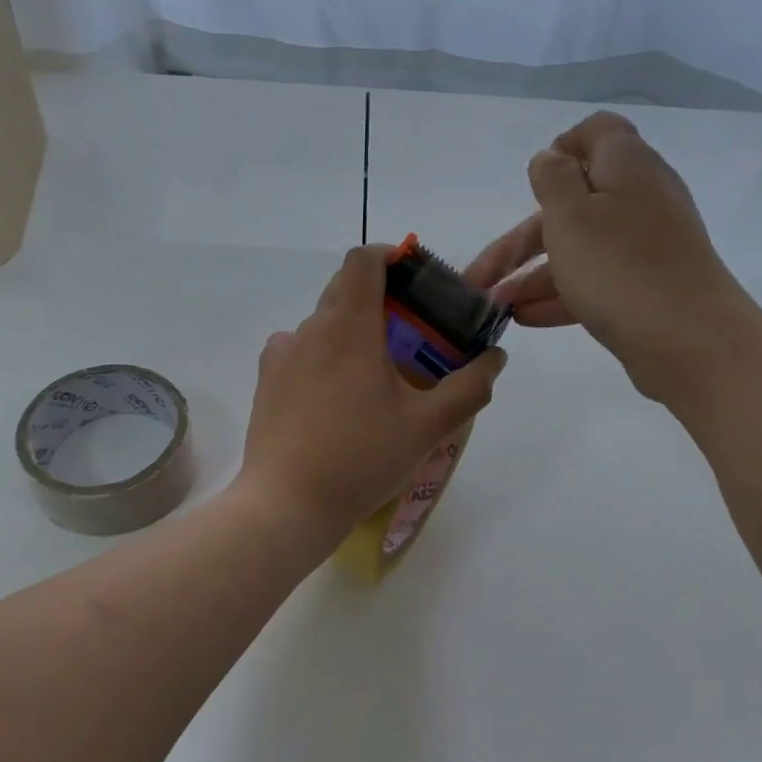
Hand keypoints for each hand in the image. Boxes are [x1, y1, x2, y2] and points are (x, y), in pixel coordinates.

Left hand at [237, 245, 505, 536]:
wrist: (287, 505)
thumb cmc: (361, 459)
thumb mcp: (428, 427)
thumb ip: (469, 387)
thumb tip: (495, 357)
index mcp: (350, 326)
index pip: (363, 259)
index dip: (391, 256)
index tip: (415, 280)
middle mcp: (311, 328)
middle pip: (344, 287)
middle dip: (380, 298)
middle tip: (410, 335)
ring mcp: (283, 353)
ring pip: (323, 321)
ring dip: (352, 330)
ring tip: (374, 374)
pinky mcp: (266, 379)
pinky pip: (299, 348)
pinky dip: (322, 355)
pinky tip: (335, 394)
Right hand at [464, 111, 745, 402]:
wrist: (691, 341)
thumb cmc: (620, 268)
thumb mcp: (571, 215)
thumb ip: (553, 179)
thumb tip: (550, 158)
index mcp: (626, 167)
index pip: (598, 132)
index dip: (562, 147)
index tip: (533, 180)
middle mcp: (640, 199)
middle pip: (572, 204)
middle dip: (520, 240)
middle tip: (480, 277)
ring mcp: (646, 246)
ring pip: (580, 248)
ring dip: (533, 274)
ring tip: (495, 307)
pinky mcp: (648, 286)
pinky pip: (596, 280)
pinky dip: (561, 294)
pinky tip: (525, 319)